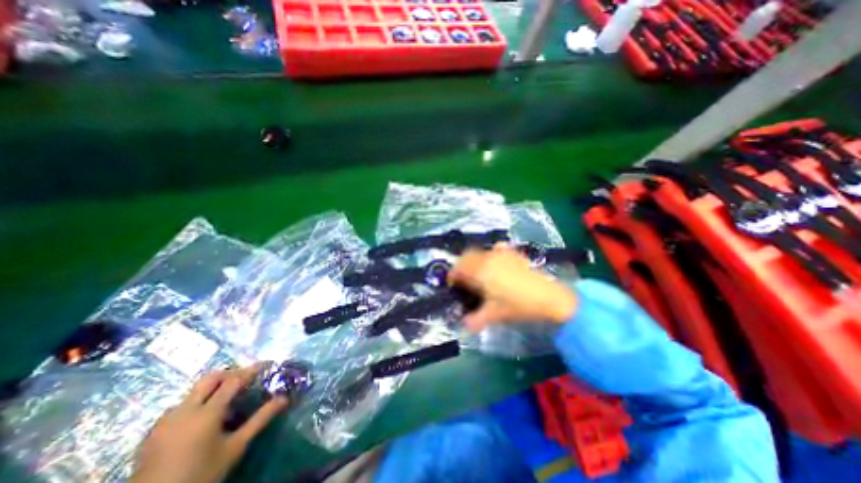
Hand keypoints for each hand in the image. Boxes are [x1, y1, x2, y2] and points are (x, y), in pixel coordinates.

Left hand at [128, 363, 286, 481]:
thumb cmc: (201, 475)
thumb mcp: (235, 447)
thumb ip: (260, 419)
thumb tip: (284, 399)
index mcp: (206, 412)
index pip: (234, 380)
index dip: (252, 370)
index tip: (268, 364)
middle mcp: (184, 410)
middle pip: (211, 378)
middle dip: (231, 373)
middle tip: (247, 379)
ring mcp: (165, 421)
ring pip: (194, 391)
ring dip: (214, 388)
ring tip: (227, 401)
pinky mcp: (153, 433)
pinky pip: (180, 406)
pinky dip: (197, 402)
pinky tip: (203, 419)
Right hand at [452, 245, 577, 331]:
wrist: (547, 297)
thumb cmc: (517, 306)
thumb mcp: (493, 315)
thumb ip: (474, 320)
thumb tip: (463, 325)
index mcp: (479, 272)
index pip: (458, 268)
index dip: (452, 276)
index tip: (452, 284)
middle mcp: (487, 258)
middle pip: (466, 256)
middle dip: (461, 266)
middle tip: (463, 280)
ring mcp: (501, 254)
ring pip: (479, 252)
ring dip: (473, 260)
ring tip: (477, 273)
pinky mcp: (512, 253)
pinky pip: (496, 249)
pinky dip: (490, 255)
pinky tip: (495, 263)